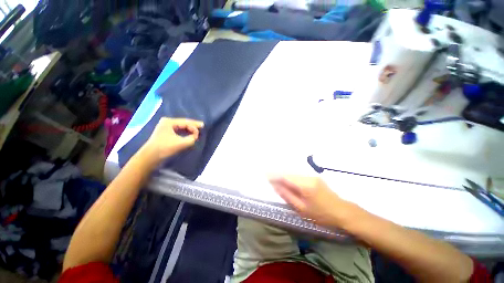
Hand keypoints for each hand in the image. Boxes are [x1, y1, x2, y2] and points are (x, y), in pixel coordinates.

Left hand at [141, 118, 203, 165]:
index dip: (195, 125)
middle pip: (184, 123)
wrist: (150, 157)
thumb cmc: (165, 148)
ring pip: (181, 126)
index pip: (186, 122)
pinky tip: (190, 133)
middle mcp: (167, 122)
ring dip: (189, 129)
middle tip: (202, 127)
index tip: (202, 129)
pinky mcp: (166, 132)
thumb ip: (192, 138)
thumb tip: (195, 136)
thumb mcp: (181, 143)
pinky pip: (178, 130)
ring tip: (197, 130)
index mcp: (169, 122)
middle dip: (193, 126)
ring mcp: (165, 127)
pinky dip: (185, 132)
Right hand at [269, 176, 351, 226]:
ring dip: (284, 176)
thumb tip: (276, 186)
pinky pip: (299, 176)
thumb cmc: (322, 215)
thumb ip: (287, 196)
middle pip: (289, 174)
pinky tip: (287, 182)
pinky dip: (291, 178)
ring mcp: (312, 176)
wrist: (343, 212)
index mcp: (305, 185)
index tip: (265, 174)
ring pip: (293, 174)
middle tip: (268, 178)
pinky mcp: (314, 177)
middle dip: (278, 175)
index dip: (274, 175)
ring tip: (276, 180)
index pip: (285, 176)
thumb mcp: (302, 209)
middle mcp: (308, 176)